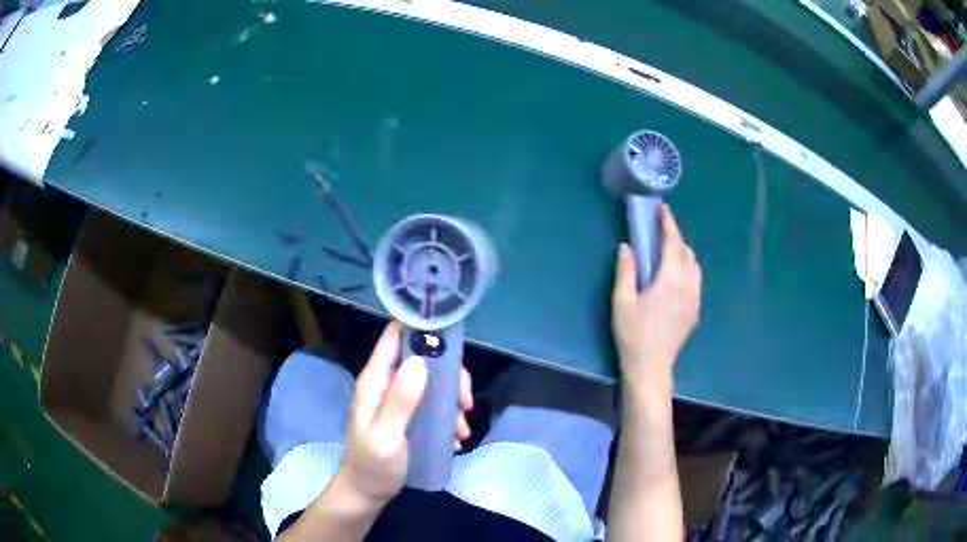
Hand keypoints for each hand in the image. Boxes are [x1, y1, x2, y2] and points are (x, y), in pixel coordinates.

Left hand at [335, 322, 473, 507]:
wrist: (367, 492)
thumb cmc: (373, 466)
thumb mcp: (386, 437)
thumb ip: (400, 401)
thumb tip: (420, 361)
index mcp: (375, 380)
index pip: (395, 335)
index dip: (422, 328)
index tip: (452, 341)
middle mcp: (387, 382)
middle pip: (424, 357)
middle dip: (450, 375)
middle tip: (465, 402)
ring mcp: (398, 398)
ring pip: (433, 380)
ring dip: (453, 399)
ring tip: (462, 429)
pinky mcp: (408, 413)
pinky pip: (434, 402)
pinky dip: (449, 414)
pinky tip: (455, 437)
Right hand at [611, 205, 700, 391]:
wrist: (651, 367)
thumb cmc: (633, 334)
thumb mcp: (622, 301)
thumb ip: (626, 271)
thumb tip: (627, 247)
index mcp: (670, 280)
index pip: (673, 244)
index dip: (668, 224)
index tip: (662, 209)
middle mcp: (688, 286)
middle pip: (687, 252)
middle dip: (675, 237)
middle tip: (659, 230)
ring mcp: (695, 299)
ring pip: (694, 266)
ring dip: (683, 253)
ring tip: (667, 251)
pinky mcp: (695, 310)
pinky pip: (695, 280)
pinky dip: (687, 269)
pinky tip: (674, 276)